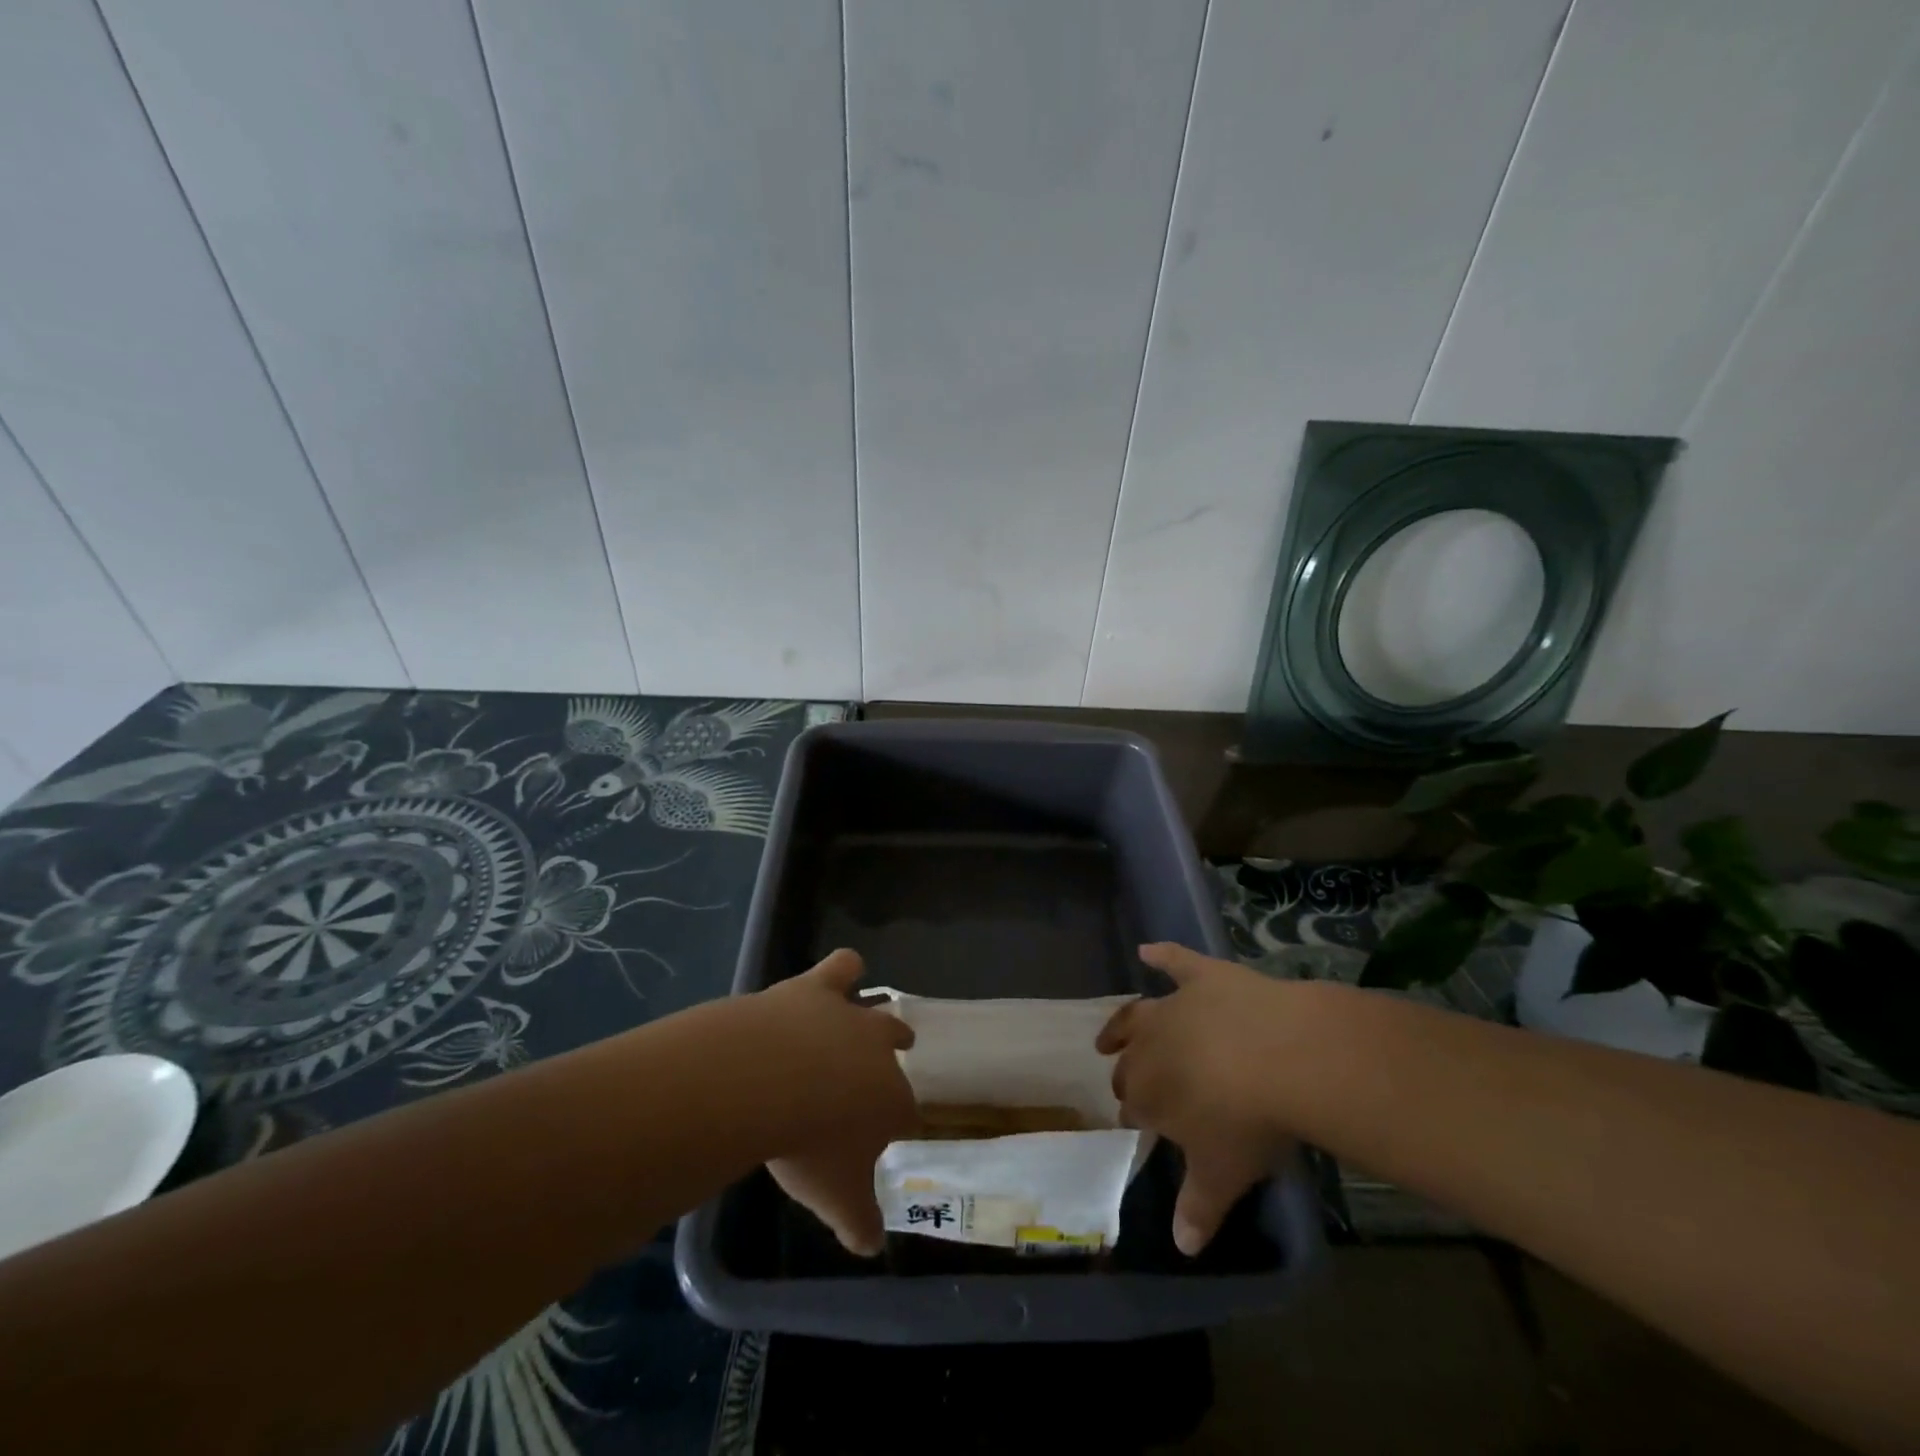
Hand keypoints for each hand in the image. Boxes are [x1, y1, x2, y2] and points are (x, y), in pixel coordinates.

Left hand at [752, 949, 916, 1256]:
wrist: (766, 1080)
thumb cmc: (807, 1145)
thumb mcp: (834, 1197)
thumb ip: (858, 1221)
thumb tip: (872, 1248)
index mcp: (892, 1101)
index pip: (907, 1114)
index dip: (897, 1124)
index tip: (885, 1135)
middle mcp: (879, 1051)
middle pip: (898, 1049)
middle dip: (895, 1060)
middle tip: (882, 1073)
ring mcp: (848, 1016)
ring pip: (877, 1007)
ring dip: (877, 1015)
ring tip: (873, 1017)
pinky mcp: (816, 988)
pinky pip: (842, 967)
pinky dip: (844, 969)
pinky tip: (842, 971)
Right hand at [1097, 943, 1294, 1256]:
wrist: (1284, 1056)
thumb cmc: (1249, 1122)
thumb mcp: (1225, 1174)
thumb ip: (1199, 1208)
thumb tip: (1183, 1248)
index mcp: (1149, 1093)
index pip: (1133, 1106)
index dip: (1138, 1115)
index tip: (1143, 1125)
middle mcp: (1150, 1045)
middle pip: (1130, 1060)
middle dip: (1127, 1073)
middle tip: (1130, 1085)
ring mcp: (1176, 1005)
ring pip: (1137, 1013)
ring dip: (1121, 1024)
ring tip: (1110, 1034)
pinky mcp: (1203, 976)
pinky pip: (1175, 960)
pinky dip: (1161, 955)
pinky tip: (1148, 950)